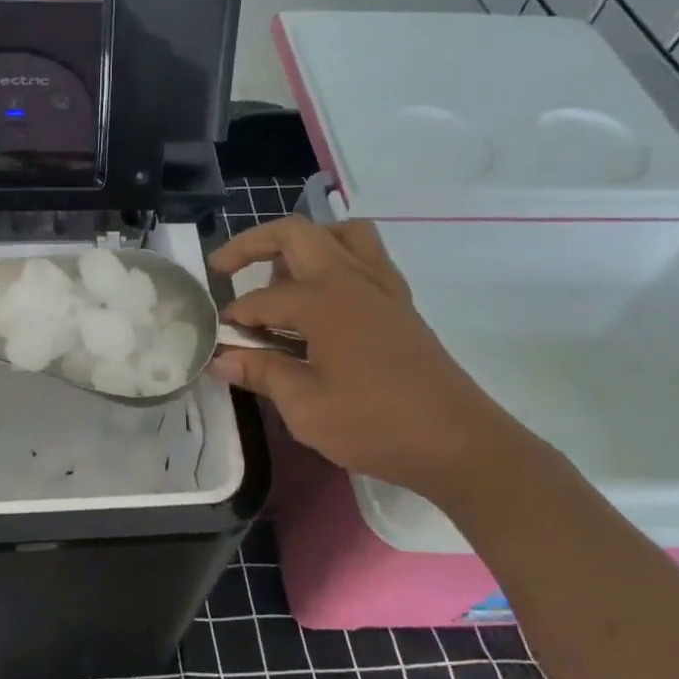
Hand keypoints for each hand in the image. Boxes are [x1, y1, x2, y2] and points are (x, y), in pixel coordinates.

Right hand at [208, 217, 525, 507]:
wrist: (458, 444)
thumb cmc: (376, 425)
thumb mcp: (306, 408)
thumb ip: (262, 373)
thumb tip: (222, 358)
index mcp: (325, 302)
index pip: (263, 299)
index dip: (235, 317)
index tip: (219, 339)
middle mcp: (354, 280)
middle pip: (298, 235)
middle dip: (253, 244)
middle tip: (223, 267)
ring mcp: (383, 289)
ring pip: (341, 235)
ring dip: (303, 244)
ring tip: (280, 278)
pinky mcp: (401, 305)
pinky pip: (366, 258)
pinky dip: (336, 261)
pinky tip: (321, 301)